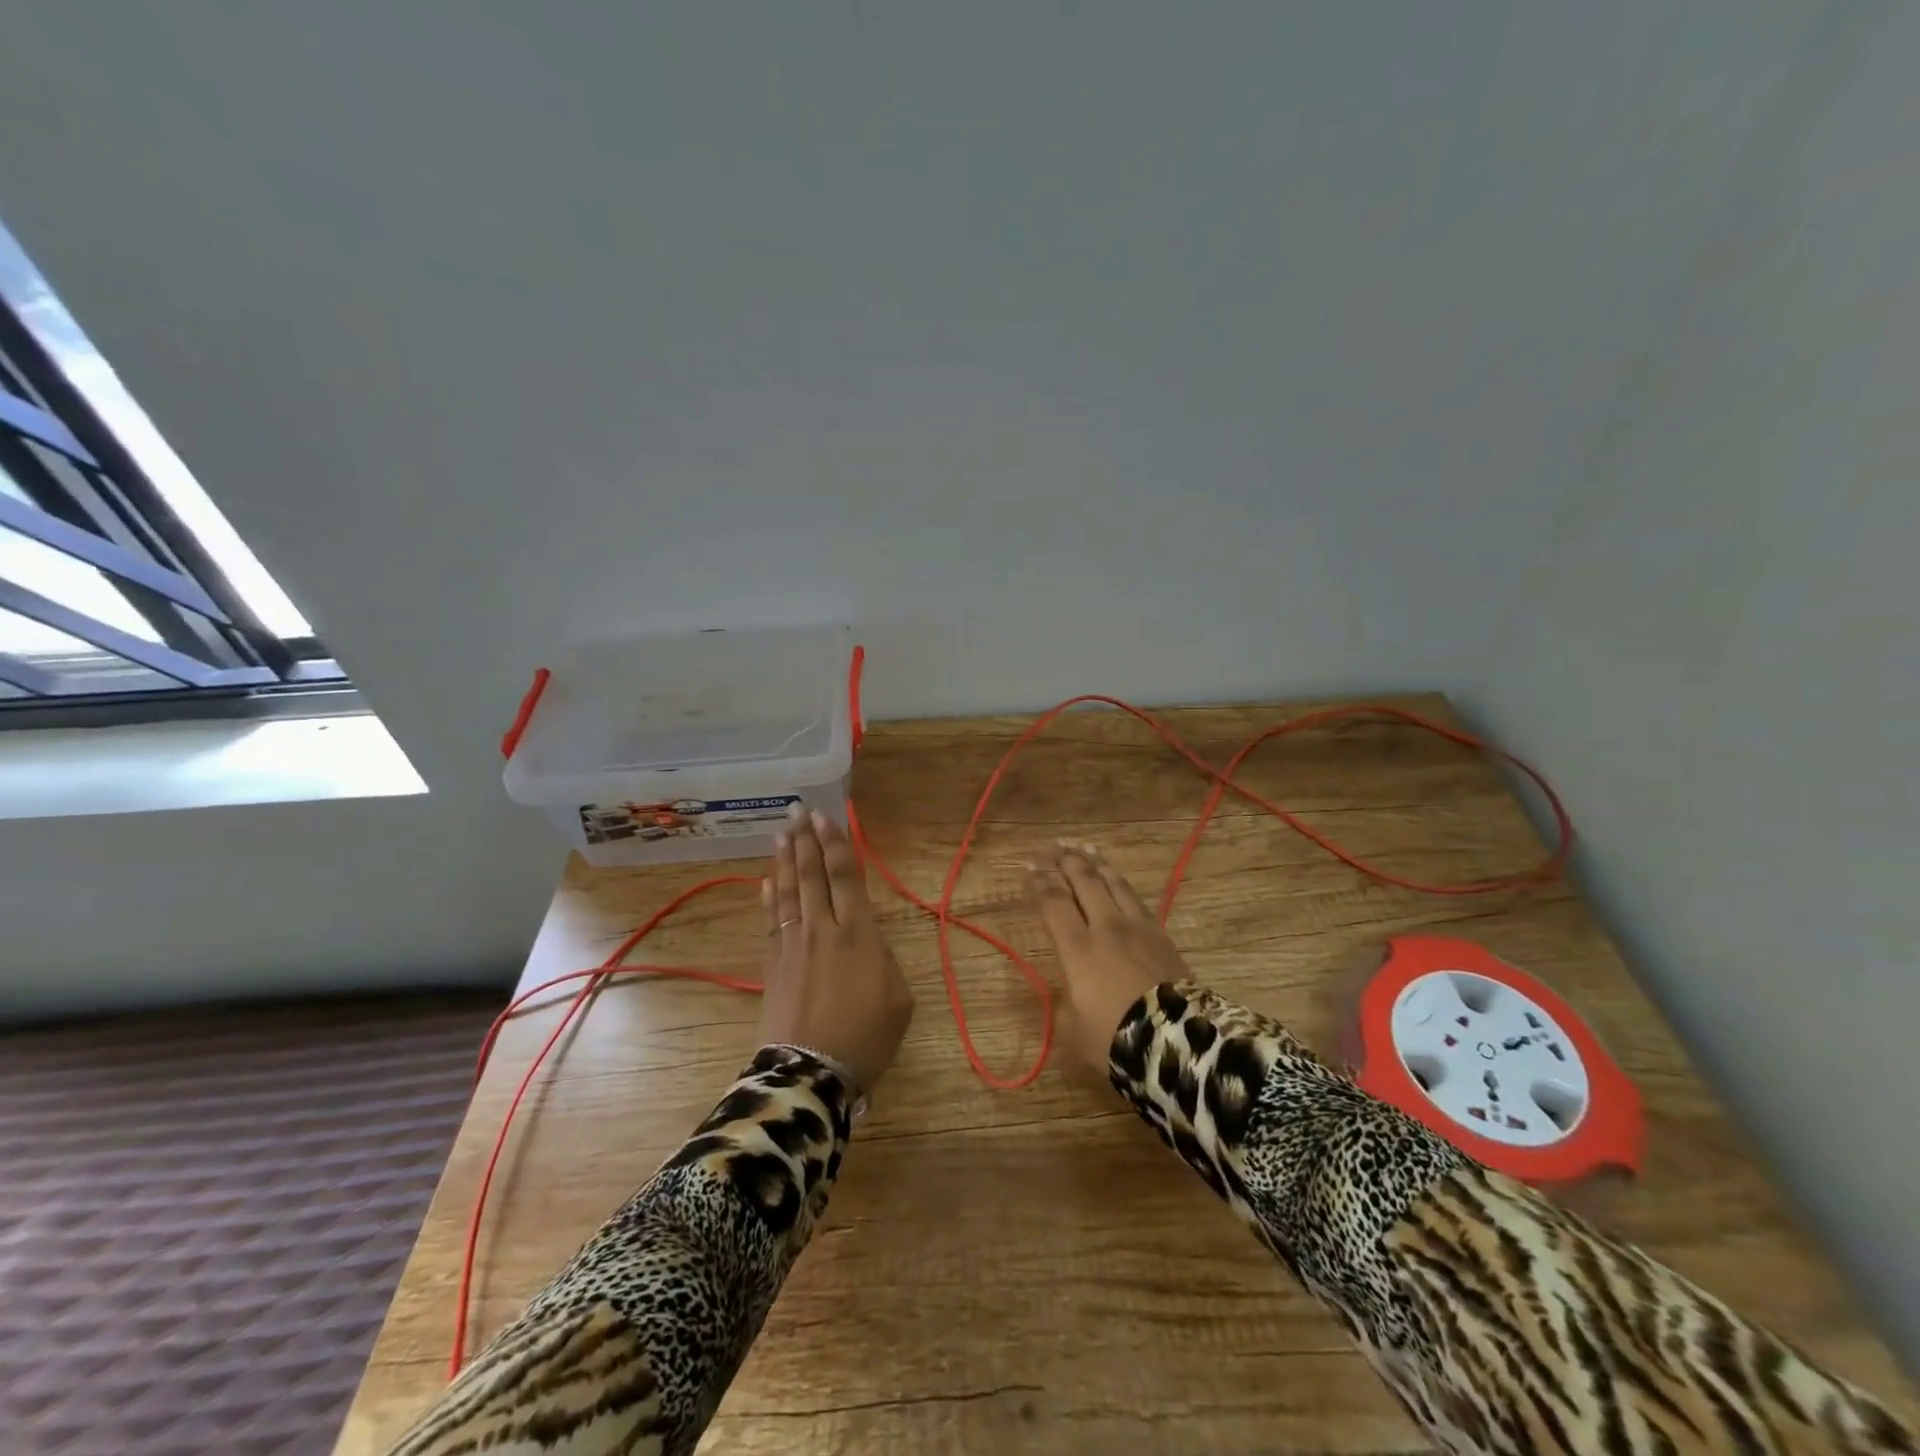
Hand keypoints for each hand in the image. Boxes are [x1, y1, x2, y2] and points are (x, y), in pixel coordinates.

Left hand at [758, 804, 913, 1094]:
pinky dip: (769, 898)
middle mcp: (822, 930)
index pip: (845, 878)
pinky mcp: (773, 965)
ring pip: (789, 893)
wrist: (810, 1074)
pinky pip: (770, 922)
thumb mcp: (898, 998)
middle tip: (798, 811)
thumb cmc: (865, 1037)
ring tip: (782, 833)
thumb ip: (883, 959)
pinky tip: (766, 881)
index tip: (826, 818)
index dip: (836, 845)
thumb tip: (867, 941)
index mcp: (858, 934)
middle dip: (806, 841)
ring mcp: (793, 946)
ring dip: (786, 860)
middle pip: (812, 876)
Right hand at [1025, 841, 1192, 1073]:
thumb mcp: (1072, 1029)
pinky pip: (1136, 898)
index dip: (1038, 882)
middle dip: (1067, 861)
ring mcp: (1138, 927)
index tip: (1028, 865)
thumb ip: (1064, 1002)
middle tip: (1054, 847)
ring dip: (1097, 863)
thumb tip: (1069, 989)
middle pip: (1085, 882)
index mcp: (1078, 948)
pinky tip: (1118, 880)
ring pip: (1114, 883)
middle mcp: (1106, 928)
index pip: (1054, 903)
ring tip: (1085, 847)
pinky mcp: (1161, 935)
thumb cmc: (1115, 1038)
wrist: (1176, 1042)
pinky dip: (1121, 882)